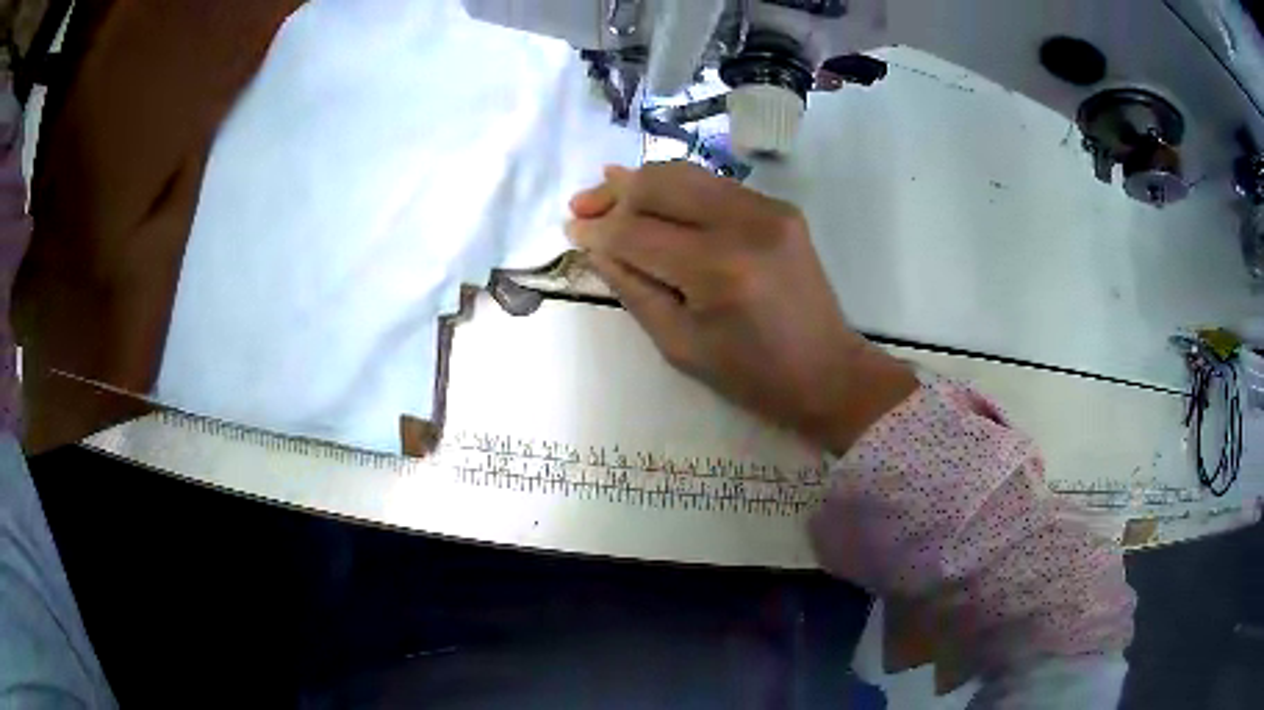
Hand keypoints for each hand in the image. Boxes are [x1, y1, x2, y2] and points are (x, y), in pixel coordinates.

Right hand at [566, 162, 915, 453]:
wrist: (828, 371)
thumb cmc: (752, 376)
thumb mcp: (679, 344)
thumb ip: (632, 287)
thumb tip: (594, 244)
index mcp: (718, 270)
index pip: (637, 232)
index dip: (598, 229)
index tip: (571, 228)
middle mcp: (744, 224)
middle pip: (660, 184)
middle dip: (614, 193)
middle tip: (582, 205)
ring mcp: (768, 209)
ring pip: (686, 173)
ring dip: (642, 182)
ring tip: (607, 192)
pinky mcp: (779, 207)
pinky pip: (713, 184)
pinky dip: (677, 188)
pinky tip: (653, 196)